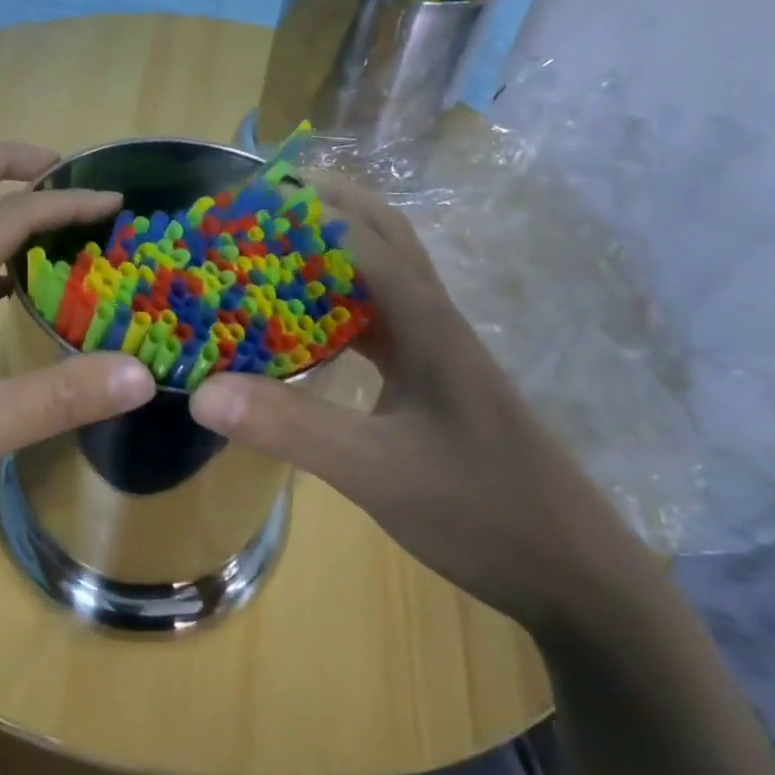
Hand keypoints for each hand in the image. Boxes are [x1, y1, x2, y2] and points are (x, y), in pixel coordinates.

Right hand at [189, 173, 642, 632]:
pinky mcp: (432, 376)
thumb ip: (290, 427)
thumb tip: (202, 392)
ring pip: (381, 272)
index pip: (359, 236)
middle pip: (381, 232)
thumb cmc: (481, 510)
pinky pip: (378, 317)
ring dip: (331, 248)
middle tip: (260, 204)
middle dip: (323, 205)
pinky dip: (337, 301)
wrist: (572, 571)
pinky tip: (303, 324)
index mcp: (425, 321)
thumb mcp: (375, 472)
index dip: (302, 210)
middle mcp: (432, 318)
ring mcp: (436, 347)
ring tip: (272, 247)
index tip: (243, 202)